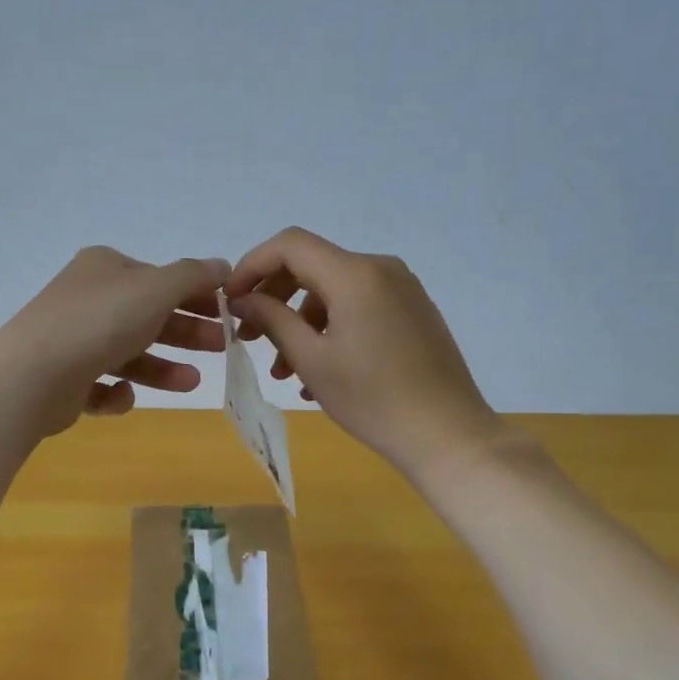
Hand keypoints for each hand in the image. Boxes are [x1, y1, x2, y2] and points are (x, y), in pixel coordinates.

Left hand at [0, 246, 230, 440]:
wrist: (33, 374)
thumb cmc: (101, 321)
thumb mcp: (156, 288)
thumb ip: (193, 276)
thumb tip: (222, 265)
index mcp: (105, 269)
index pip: (159, 279)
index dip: (197, 295)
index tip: (229, 313)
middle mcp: (88, 299)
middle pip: (148, 316)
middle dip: (186, 332)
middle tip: (222, 347)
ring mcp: (73, 339)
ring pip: (128, 353)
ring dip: (162, 368)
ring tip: (191, 383)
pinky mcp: (64, 379)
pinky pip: (101, 384)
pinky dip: (118, 391)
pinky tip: (124, 394)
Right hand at [224, 228, 502, 479]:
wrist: (447, 434)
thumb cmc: (373, 399)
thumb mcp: (312, 360)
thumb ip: (272, 319)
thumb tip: (242, 299)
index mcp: (355, 274)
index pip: (290, 245)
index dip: (252, 266)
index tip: (231, 301)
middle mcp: (380, 269)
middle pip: (311, 266)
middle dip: (273, 298)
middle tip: (249, 337)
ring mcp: (402, 289)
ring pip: (333, 291)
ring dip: (300, 323)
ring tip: (283, 372)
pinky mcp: (413, 311)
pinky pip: (359, 306)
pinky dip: (329, 329)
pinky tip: (318, 373)